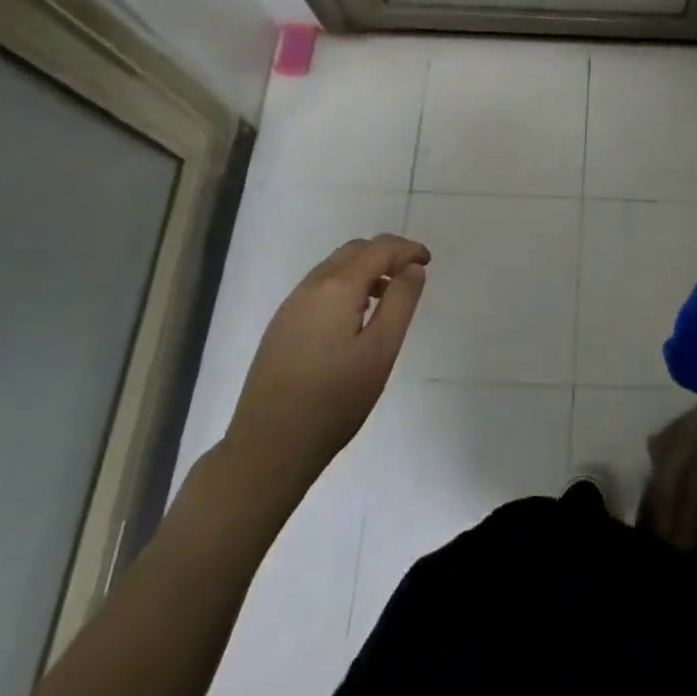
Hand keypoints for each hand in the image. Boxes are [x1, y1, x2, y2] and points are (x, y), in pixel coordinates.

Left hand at [219, 234, 430, 510]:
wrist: (268, 447)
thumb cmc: (335, 399)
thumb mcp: (381, 350)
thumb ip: (401, 302)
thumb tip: (412, 268)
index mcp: (338, 287)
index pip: (379, 248)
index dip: (407, 249)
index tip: (428, 262)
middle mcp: (311, 286)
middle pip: (354, 251)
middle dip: (386, 254)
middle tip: (410, 276)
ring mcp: (291, 306)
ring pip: (334, 268)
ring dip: (365, 270)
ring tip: (387, 297)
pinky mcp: (280, 326)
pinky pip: (320, 288)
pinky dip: (345, 286)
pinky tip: (354, 319)